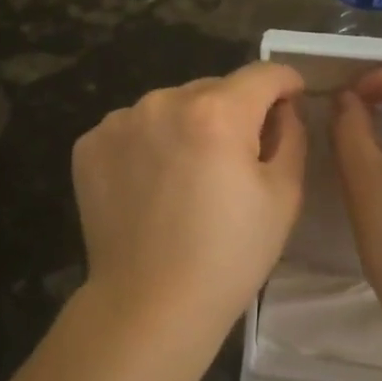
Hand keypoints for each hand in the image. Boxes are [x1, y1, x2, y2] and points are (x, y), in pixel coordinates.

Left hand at [71, 62, 307, 359]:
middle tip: (236, 160)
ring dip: (188, 126)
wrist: (149, 306)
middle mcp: (163, 100)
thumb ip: (291, 134)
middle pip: (214, 89)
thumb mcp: (284, 195)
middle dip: (233, 112)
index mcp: (217, 111)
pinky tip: (151, 186)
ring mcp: (120, 121)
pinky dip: (149, 144)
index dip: (285, 84)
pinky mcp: (90, 144)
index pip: (262, 74)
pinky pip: (134, 128)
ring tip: (188, 177)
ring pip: (171, 106)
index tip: (291, 100)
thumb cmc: (228, 255)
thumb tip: (281, 107)